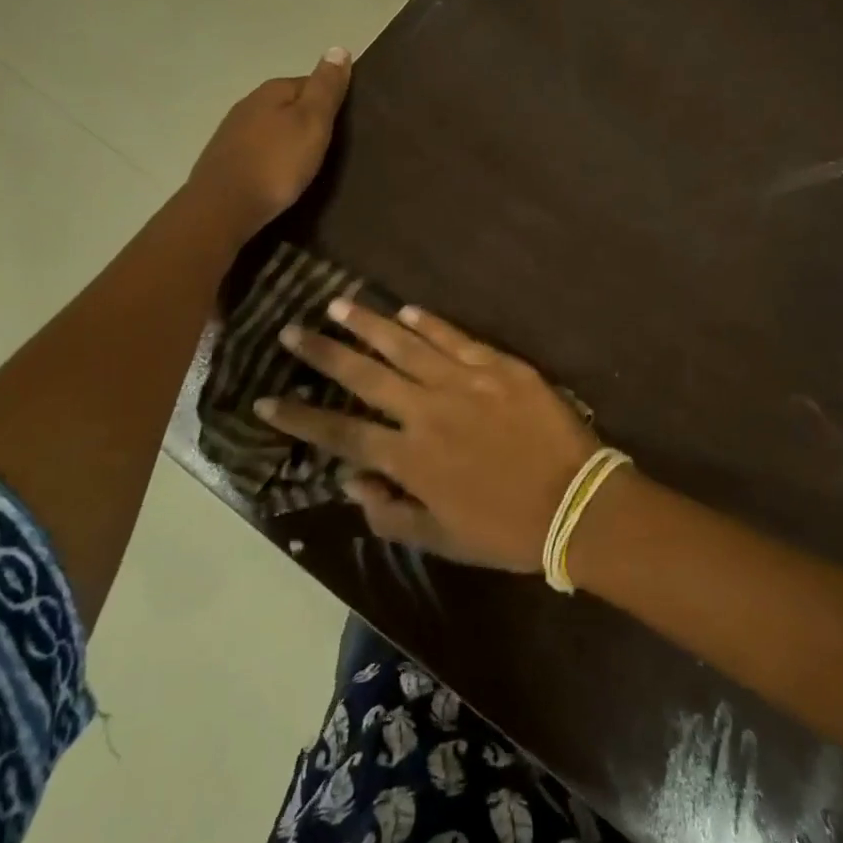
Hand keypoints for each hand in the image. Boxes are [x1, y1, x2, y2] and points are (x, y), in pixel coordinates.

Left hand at [184, 48, 350, 242]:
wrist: (225, 206)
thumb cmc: (277, 163)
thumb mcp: (312, 123)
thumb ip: (326, 88)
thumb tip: (338, 47)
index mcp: (273, 90)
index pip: (309, 82)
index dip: (330, 101)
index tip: (346, 124)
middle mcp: (249, 103)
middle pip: (288, 104)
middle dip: (308, 120)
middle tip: (331, 147)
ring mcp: (232, 131)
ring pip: (271, 127)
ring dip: (288, 140)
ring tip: (307, 163)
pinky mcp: (225, 158)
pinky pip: (258, 149)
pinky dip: (271, 157)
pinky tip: (279, 175)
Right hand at [256, 302, 600, 572]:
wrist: (578, 504)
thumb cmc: (507, 530)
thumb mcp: (441, 539)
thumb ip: (389, 512)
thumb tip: (351, 479)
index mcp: (409, 457)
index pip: (340, 432)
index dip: (299, 417)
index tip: (264, 399)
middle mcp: (426, 411)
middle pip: (363, 375)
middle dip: (323, 352)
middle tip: (292, 330)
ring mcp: (463, 383)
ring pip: (405, 345)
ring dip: (368, 323)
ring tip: (338, 304)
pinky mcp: (498, 366)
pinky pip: (455, 338)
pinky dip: (429, 323)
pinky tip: (406, 310)